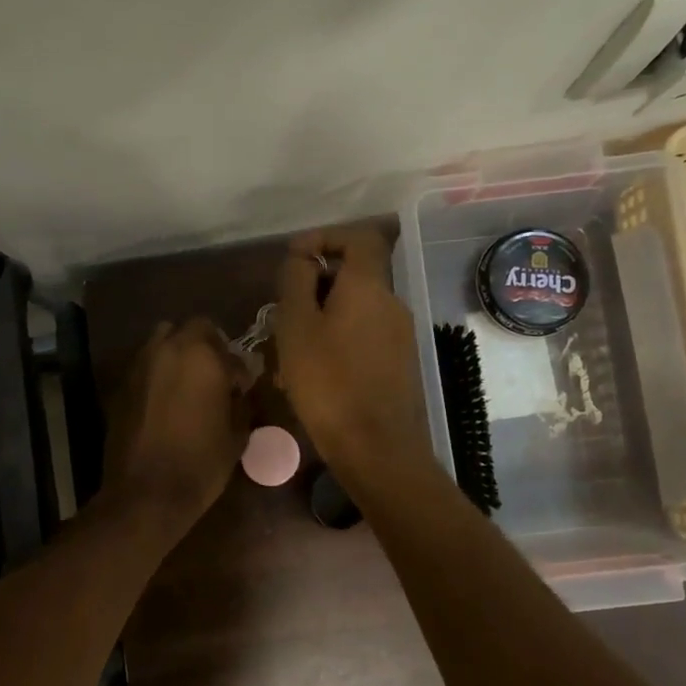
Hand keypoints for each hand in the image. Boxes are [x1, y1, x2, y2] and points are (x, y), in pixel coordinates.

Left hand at [102, 317, 253, 533]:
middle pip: (191, 329)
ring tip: (189, 384)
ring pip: (162, 341)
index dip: (238, 368)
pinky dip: (158, 374)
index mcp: (201, 356)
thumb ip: (241, 403)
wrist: (145, 494)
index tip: (242, 388)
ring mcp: (139, 365)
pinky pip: (145, 366)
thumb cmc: (200, 464)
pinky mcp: (121, 385)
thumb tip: (239, 391)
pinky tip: (166, 401)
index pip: (227, 347)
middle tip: (216, 376)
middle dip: (207, 347)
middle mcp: (167, 349)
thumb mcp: (236, 435)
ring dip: (179, 354)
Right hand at [273, 226, 433, 487]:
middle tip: (284, 313)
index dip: (327, 237)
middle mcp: (392, 303)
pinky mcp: (400, 364)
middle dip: (317, 286)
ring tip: (291, 350)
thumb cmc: (328, 383)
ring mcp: (400, 335)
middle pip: (355, 275)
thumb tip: (304, 258)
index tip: (296, 258)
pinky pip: (365, 336)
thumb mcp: (297, 326)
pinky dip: (338, 341)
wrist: (377, 448)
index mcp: (369, 286)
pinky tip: (315, 374)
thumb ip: (297, 281)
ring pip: (356, 310)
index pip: (360, 237)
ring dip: (324, 318)